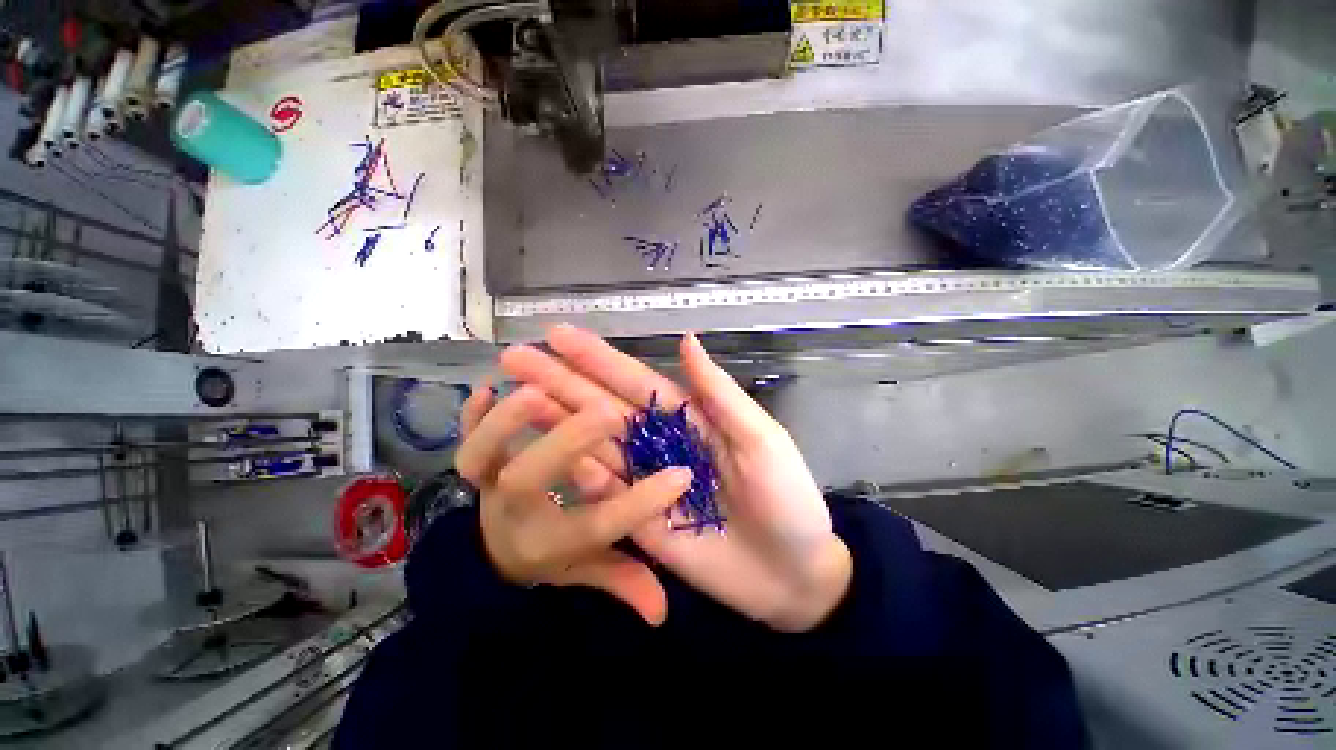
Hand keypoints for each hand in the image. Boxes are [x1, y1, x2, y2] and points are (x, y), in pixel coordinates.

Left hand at [455, 383, 693, 625]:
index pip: (597, 526)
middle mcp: (514, 511)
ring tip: (538, 391)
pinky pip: (462, 438)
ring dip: (505, 422)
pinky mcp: (475, 464)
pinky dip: (468, 416)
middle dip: (568, 444)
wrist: (494, 553)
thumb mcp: (587, 571)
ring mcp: (487, 484)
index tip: (680, 476)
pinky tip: (483, 389)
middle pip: (530, 479)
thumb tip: (661, 613)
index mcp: (548, 542)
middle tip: (607, 413)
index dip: (640, 504)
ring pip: (481, 455)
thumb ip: (622, 581)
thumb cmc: (551, 554)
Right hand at [500, 325, 851, 632]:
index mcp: (687, 417)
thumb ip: (718, 394)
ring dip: (555, 421)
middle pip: (602, 406)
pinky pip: (602, 493)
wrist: (792, 574)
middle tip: (517, 356)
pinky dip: (575, 472)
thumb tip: (687, 338)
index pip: (634, 381)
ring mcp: (644, 481)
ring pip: (593, 444)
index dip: (597, 358)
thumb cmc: (786, 498)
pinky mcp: (638, 520)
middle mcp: (658, 442)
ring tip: (515, 398)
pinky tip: (543, 453)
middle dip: (560, 381)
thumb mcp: (760, 438)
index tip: (558, 335)